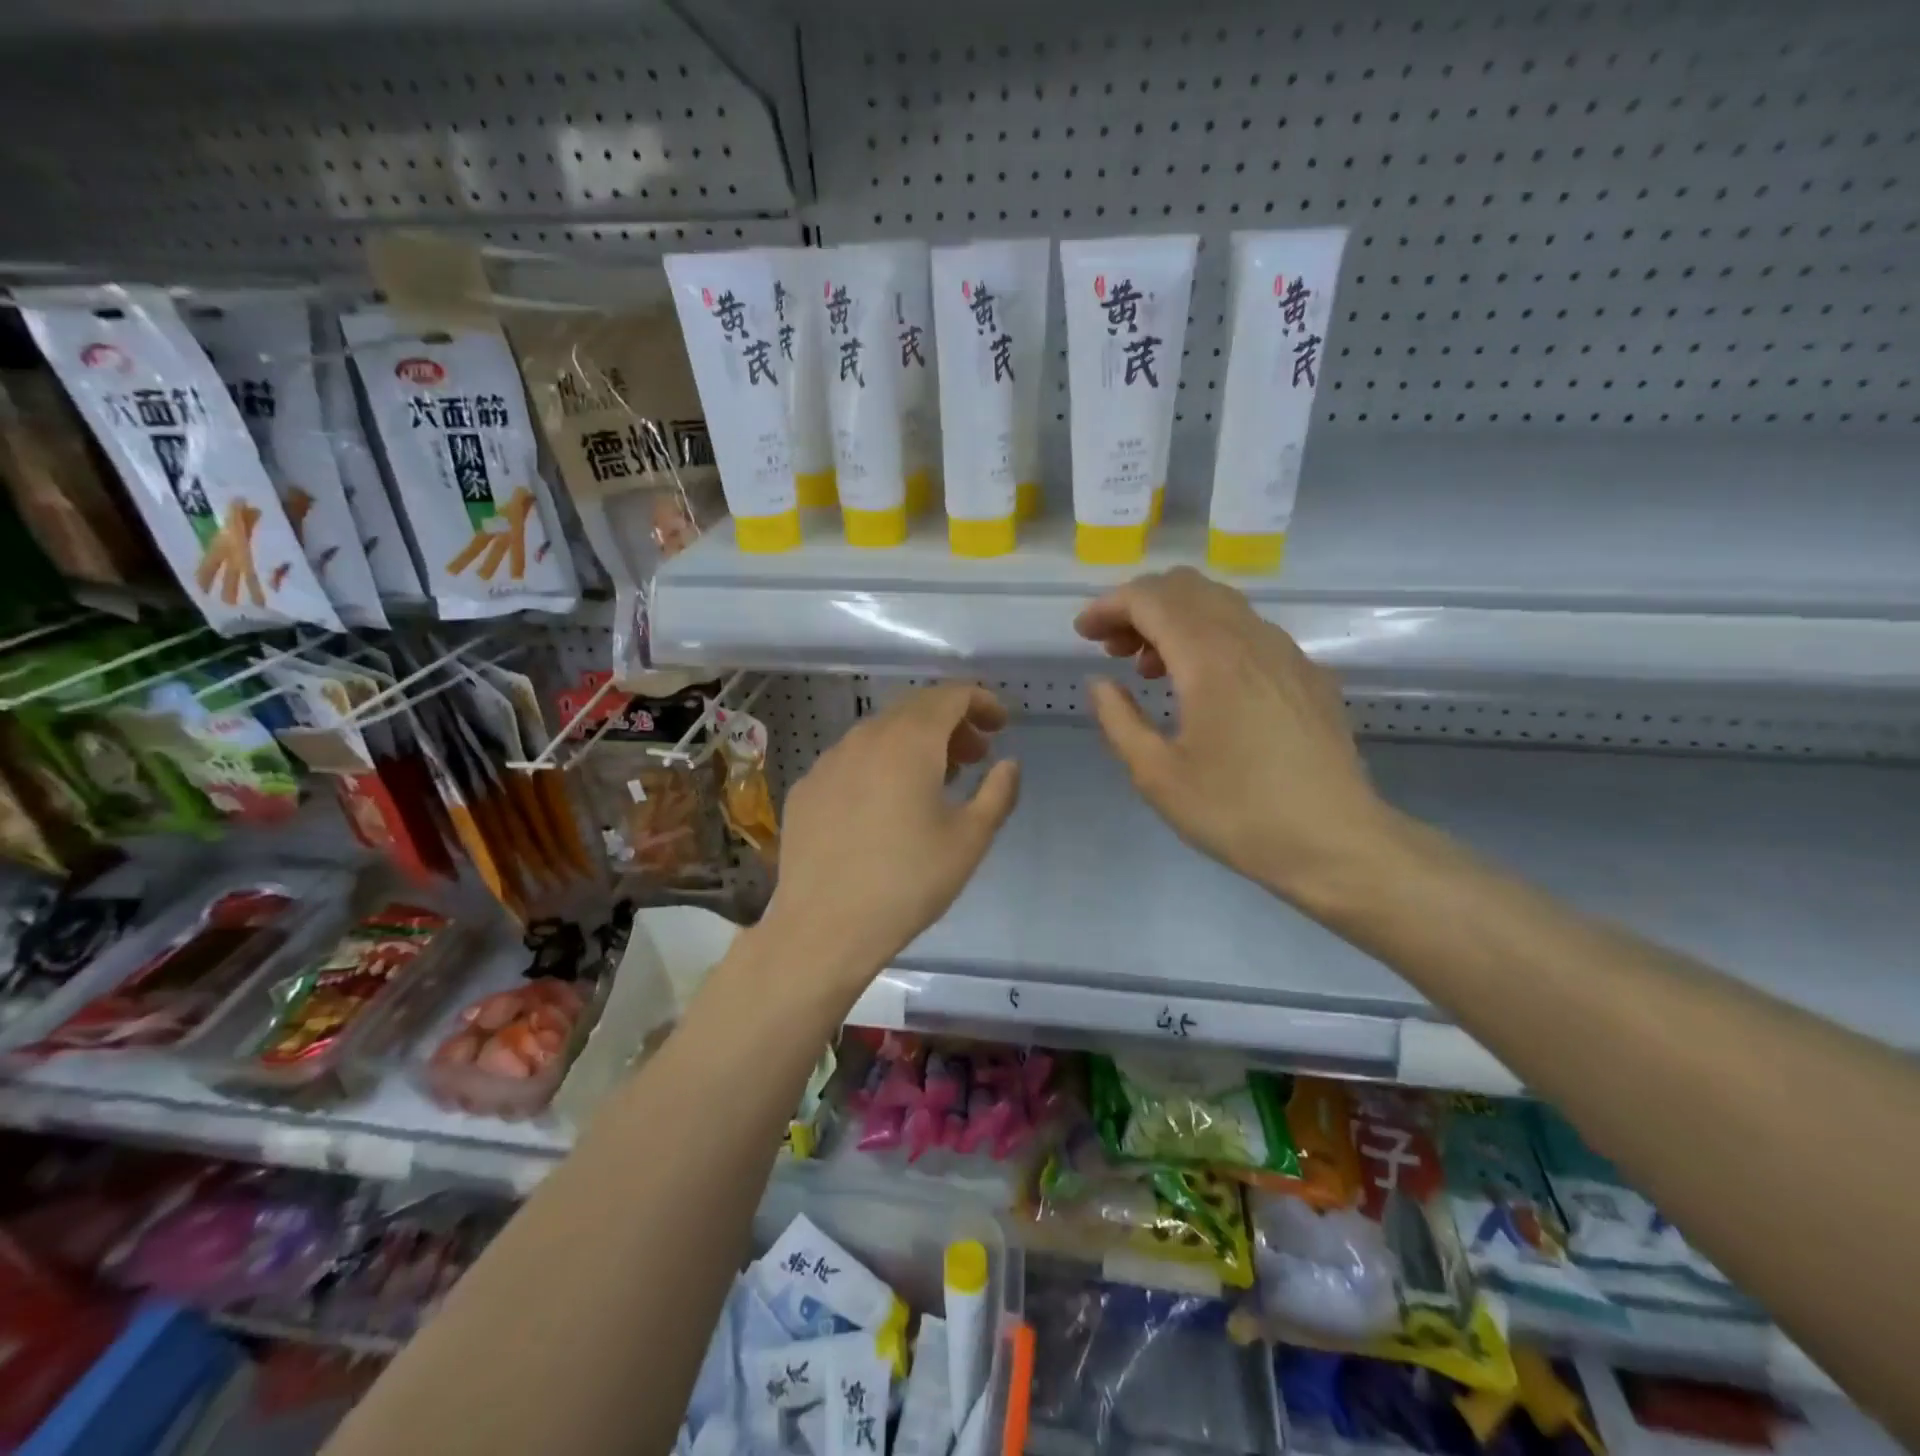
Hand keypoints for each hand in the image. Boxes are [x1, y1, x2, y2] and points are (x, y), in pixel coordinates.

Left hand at [757, 683, 1019, 1004]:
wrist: (825, 928)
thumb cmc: (908, 882)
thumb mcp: (969, 840)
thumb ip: (998, 792)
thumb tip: (1008, 764)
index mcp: (910, 741)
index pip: (950, 694)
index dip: (981, 701)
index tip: (1000, 725)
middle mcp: (865, 737)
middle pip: (915, 708)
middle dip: (951, 722)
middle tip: (974, 755)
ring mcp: (829, 761)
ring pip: (880, 733)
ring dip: (915, 743)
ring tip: (935, 781)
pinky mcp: (806, 788)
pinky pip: (852, 760)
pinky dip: (879, 764)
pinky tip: (885, 804)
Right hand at [1074, 567, 1393, 906]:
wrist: (1336, 843)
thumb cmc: (1237, 812)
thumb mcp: (1156, 774)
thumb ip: (1119, 719)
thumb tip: (1101, 684)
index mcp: (1210, 658)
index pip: (1151, 599)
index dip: (1109, 606)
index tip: (1083, 634)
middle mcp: (1251, 638)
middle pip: (1187, 588)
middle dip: (1140, 606)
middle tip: (1113, 649)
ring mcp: (1286, 652)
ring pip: (1221, 605)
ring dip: (1175, 620)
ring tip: (1150, 669)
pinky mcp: (1307, 674)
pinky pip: (1249, 631)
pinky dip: (1210, 637)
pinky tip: (1203, 686)